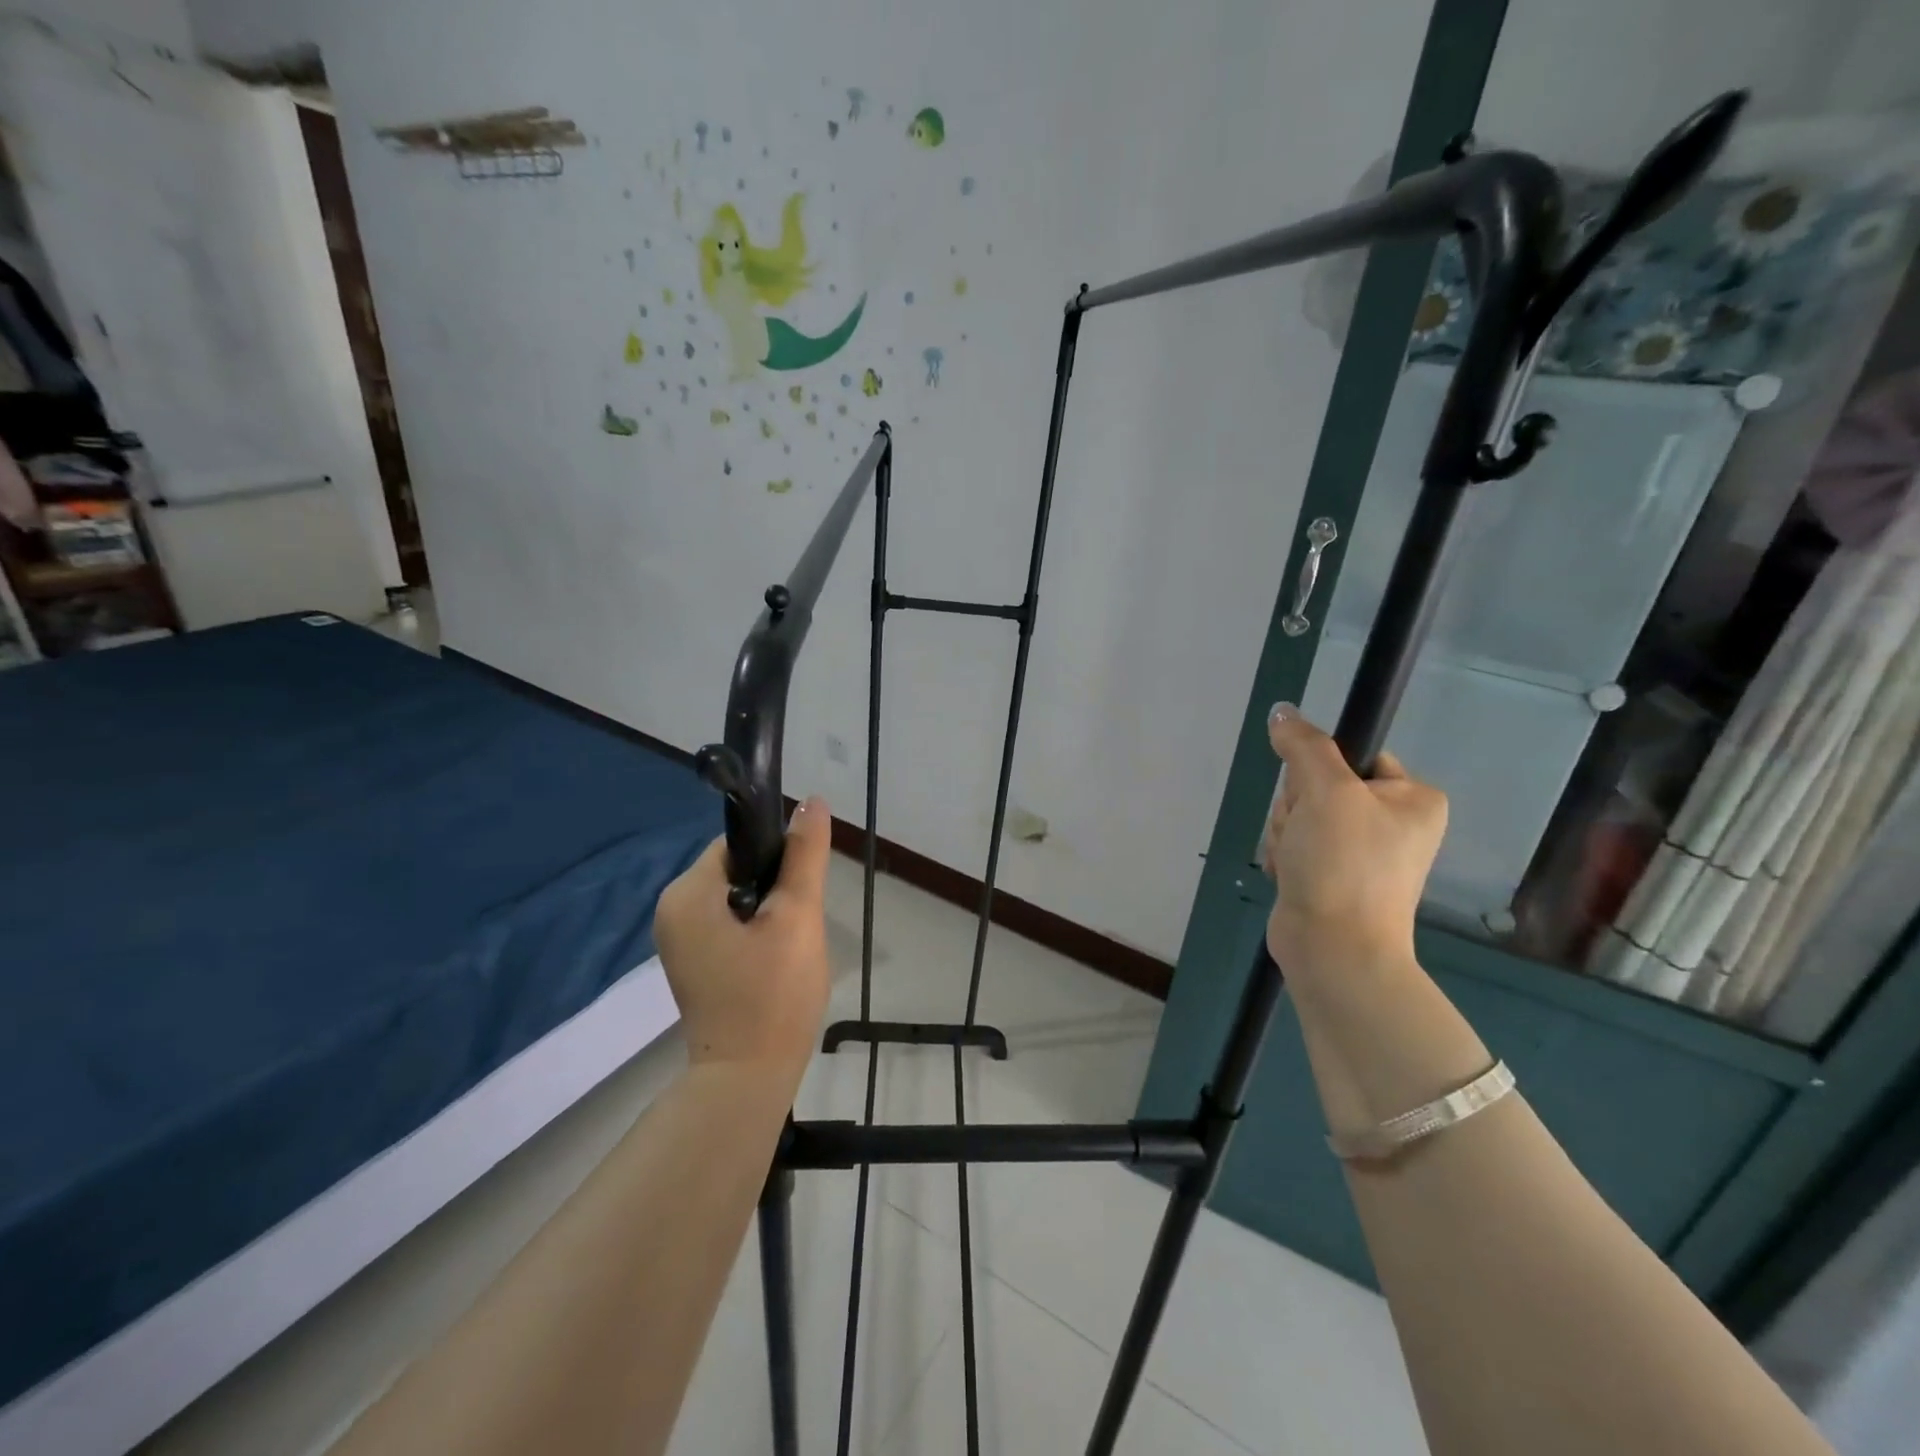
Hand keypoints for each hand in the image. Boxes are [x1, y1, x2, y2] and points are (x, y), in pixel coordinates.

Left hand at [655, 797, 833, 1075]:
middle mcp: (671, 910)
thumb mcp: (797, 916)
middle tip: (799, 923)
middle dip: (775, 887)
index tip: (802, 886)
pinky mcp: (692, 962)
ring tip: (790, 944)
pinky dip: (755, 931)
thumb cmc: (773, 993)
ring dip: (768, 910)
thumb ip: (805, 855)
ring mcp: (678, 940)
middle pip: (737, 869)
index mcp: (687, 893)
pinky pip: (728, 924)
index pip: (738, 843)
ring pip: (736, 898)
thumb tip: (813, 801)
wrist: (748, 1078)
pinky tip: (775, 959)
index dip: (777, 855)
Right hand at [1261, 705, 1446, 980]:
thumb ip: (1304, 745)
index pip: (1355, 754)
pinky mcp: (1332, 875)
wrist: (1333, 948)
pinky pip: (1296, 844)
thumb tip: (1282, 711)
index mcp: (1413, 798)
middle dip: (1297, 808)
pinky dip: (1286, 856)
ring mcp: (1362, 852)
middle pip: (1320, 785)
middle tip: (1306, 834)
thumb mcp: (1325, 791)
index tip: (1316, 795)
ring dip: (1287, 833)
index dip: (1321, 770)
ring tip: (1298, 861)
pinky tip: (1291, 875)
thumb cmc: (1343, 864)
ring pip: (1301, 815)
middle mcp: (1394, 822)